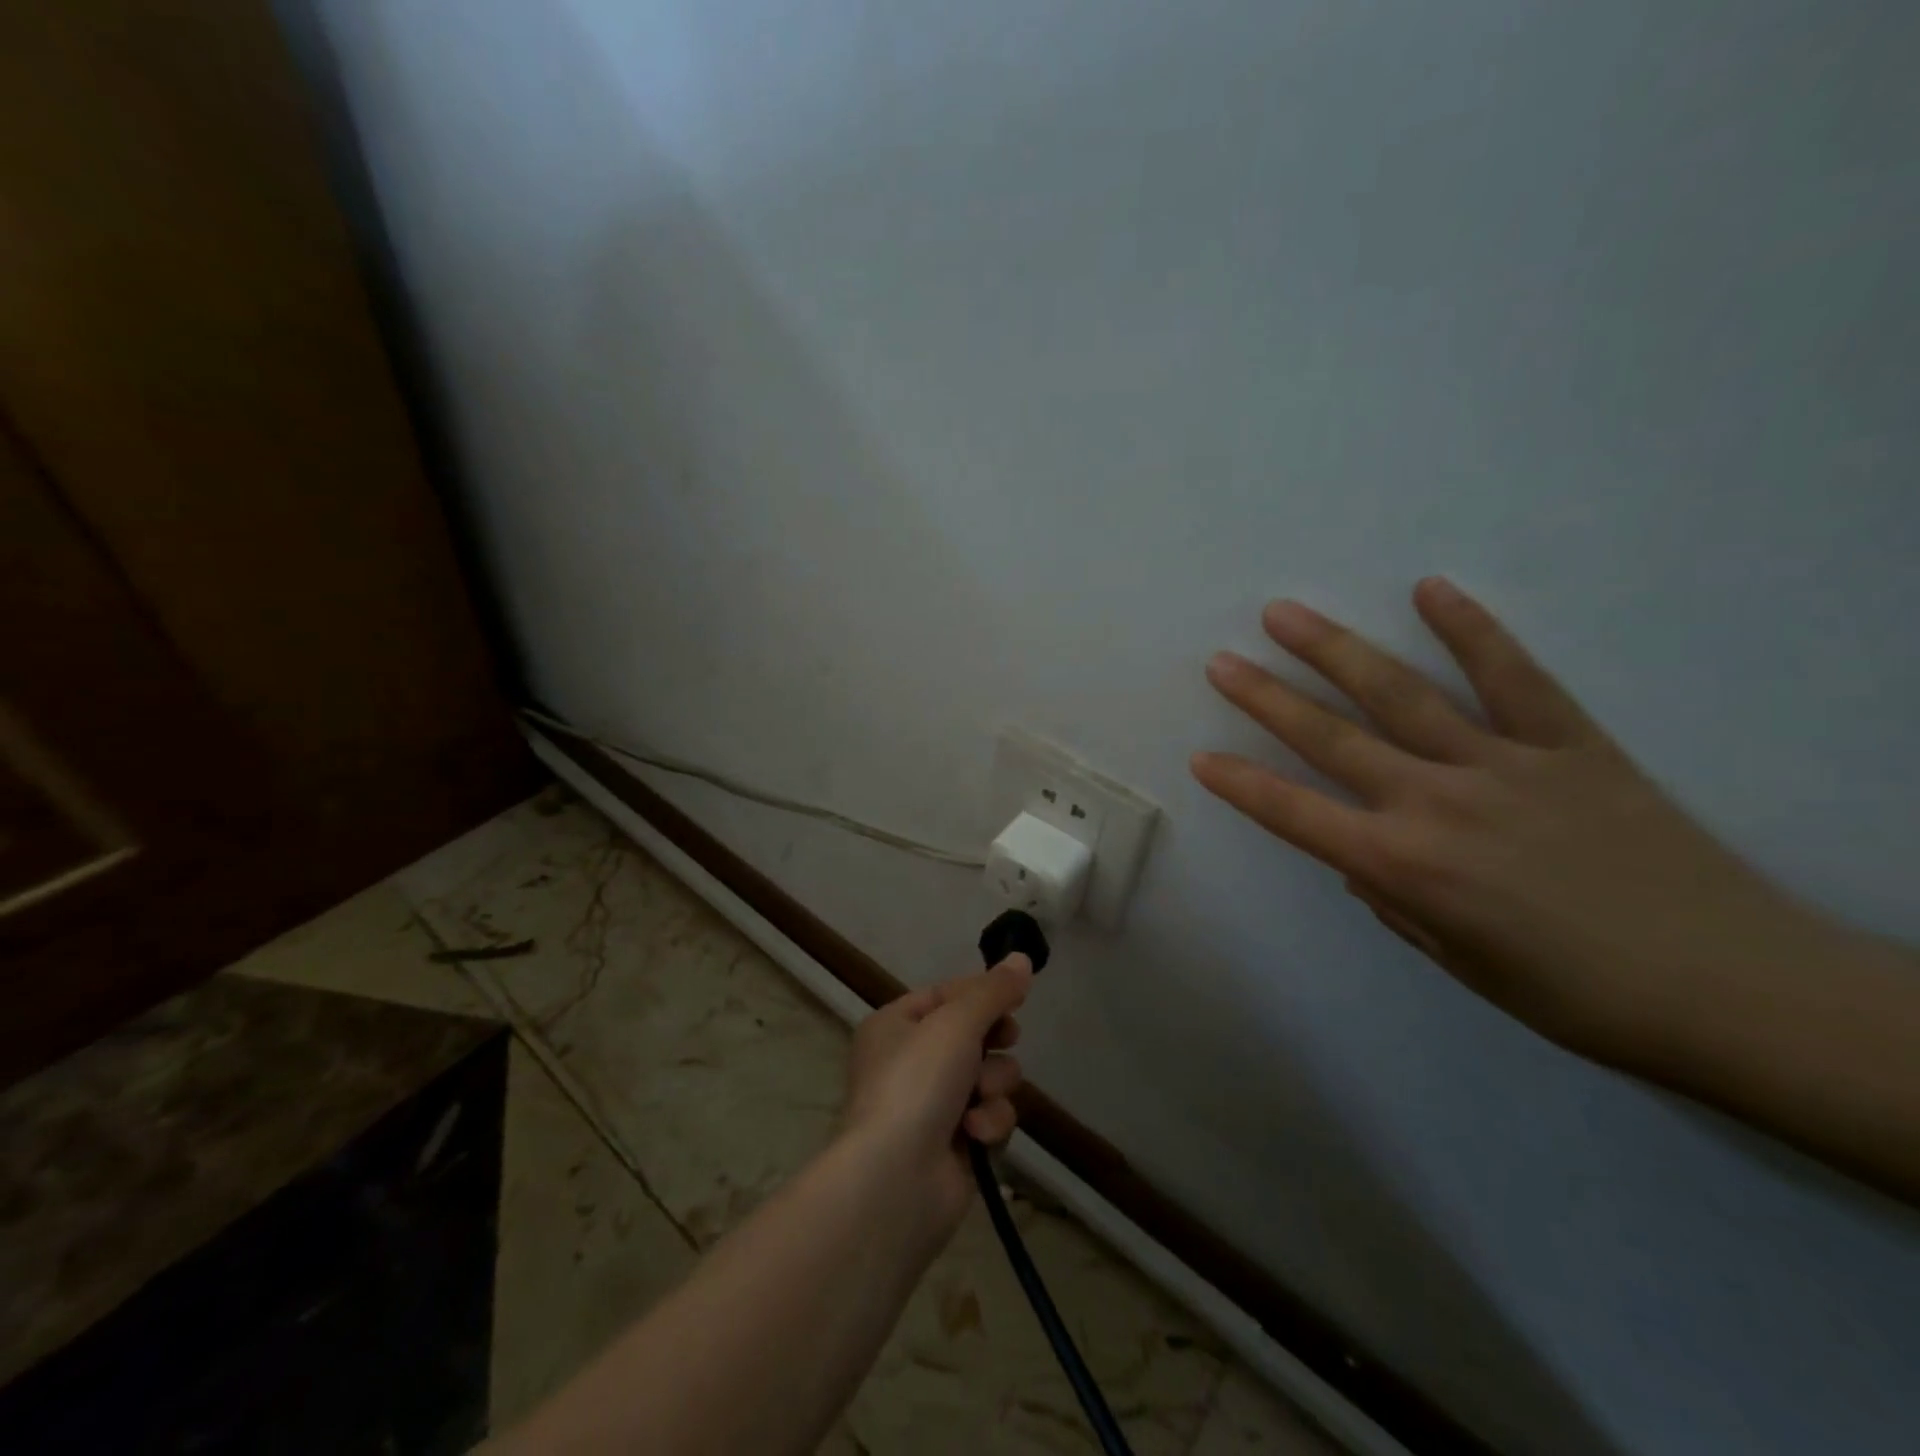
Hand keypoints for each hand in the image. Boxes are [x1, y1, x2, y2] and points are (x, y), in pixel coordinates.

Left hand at [838, 957, 1032, 1236]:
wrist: (895, 1180)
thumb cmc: (917, 1082)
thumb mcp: (955, 1022)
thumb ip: (993, 991)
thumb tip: (1022, 958)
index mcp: (896, 1024)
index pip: (948, 994)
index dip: (982, 992)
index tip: (1017, 994)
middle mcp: (911, 1061)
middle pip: (974, 1034)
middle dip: (993, 1042)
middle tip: (1002, 1040)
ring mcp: (932, 1105)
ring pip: (989, 1076)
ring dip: (993, 1085)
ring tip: (978, 1098)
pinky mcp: (954, 1145)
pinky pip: (989, 1116)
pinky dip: (989, 1122)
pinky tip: (975, 1133)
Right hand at [1192, 577, 1842, 1071]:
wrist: (1732, 990)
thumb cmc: (1575, 995)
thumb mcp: (1459, 962)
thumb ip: (1395, 900)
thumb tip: (1363, 858)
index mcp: (1403, 866)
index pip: (1294, 814)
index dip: (1241, 785)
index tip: (1201, 757)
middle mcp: (1436, 803)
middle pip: (1330, 737)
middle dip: (1266, 697)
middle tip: (1223, 661)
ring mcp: (1502, 764)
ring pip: (1400, 694)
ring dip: (1335, 651)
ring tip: (1286, 614)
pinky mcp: (1570, 744)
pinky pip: (1513, 676)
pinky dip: (1471, 630)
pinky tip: (1431, 589)